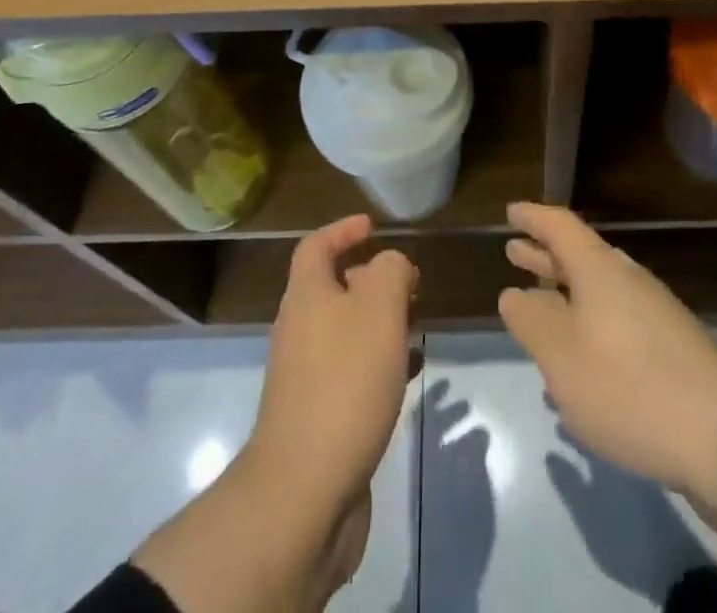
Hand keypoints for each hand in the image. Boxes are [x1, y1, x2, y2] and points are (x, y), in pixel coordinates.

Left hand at [133, 215, 414, 612]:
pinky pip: (351, 372)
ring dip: (380, 323)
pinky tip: (409, 375)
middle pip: (332, 288)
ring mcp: (305, 376)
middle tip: (411, 285)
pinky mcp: (318, 416)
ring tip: (418, 327)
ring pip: (346, 332)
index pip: (316, 246)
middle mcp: (299, 330)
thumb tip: (390, 265)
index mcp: (306, 296)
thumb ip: (390, 270)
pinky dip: (379, 364)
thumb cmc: (345, 382)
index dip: (343, 230)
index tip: (373, 226)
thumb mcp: (379, 307)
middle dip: (372, 280)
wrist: (305, 490)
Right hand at [498, 202, 716, 566]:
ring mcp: (654, 314)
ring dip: (566, 293)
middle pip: (580, 256)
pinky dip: (589, 325)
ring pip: (599, 291)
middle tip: (514, 252)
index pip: (561, 226)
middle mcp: (628, 280)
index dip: (534, 217)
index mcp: (600, 270)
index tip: (511, 211)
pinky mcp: (670, 349)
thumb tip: (514, 294)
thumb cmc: (628, 387)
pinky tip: (579, 362)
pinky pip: (617, 321)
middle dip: (545, 256)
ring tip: (538, 307)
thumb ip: (532, 321)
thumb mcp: (562, 357)